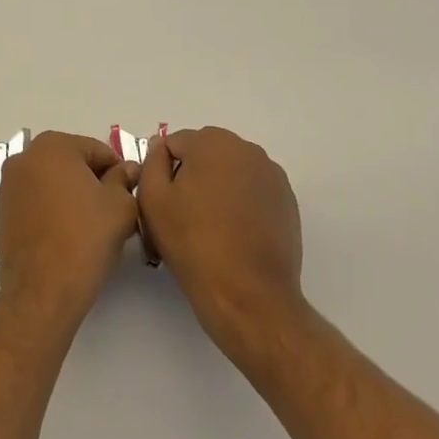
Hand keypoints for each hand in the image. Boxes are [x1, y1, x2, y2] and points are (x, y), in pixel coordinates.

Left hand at [0, 132, 138, 324]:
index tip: (129, 198)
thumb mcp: (120, 206)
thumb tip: (126, 170)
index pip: (98, 151)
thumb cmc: (85, 239)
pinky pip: (36, 202)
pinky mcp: (2, 212)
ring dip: (73, 197)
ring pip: (53, 183)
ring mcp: (9, 185)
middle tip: (113, 215)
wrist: (42, 291)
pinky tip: (67, 237)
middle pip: (72, 164)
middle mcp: (24, 157)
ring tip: (91, 229)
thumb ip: (124, 180)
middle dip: (94, 184)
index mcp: (52, 145)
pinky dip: (53, 212)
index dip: (119, 174)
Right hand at [137, 127, 307, 362]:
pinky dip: (239, 205)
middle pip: (204, 154)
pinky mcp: (287, 202)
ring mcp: (272, 176)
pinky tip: (232, 236)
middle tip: (181, 217)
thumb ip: (152, 162)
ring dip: (215, 189)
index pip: (174, 144)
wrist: (249, 295)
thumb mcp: (153, 200)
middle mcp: (247, 149)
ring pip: (229, 173)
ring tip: (208, 229)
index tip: (161, 205)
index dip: (161, 173)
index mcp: (213, 142)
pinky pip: (252, 191)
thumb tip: (161, 148)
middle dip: (190, 177)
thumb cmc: (193, 243)